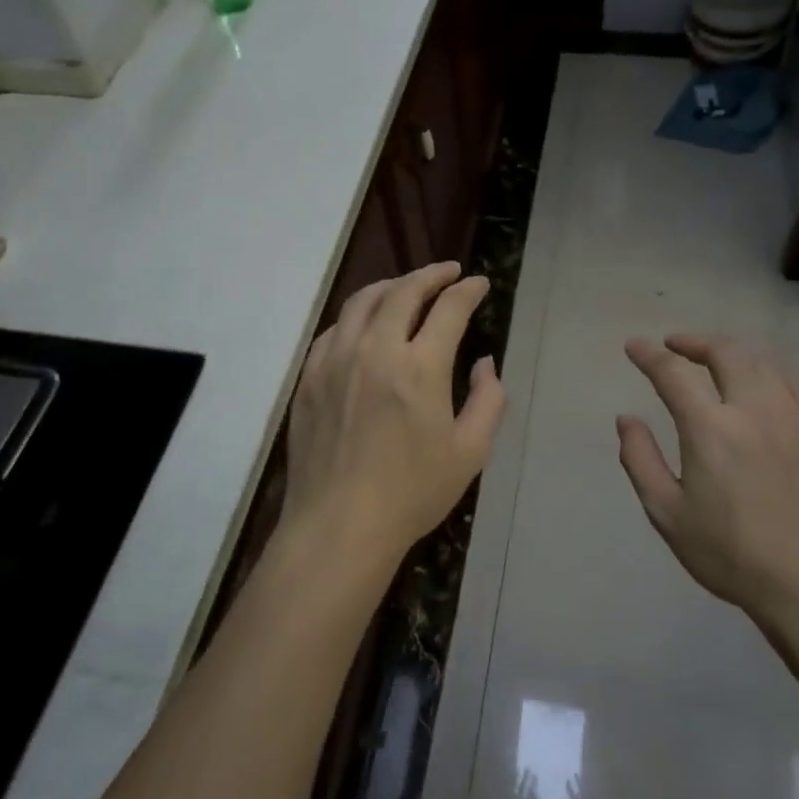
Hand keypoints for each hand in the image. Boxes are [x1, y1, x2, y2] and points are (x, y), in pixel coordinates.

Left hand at [283, 262, 506, 574]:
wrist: (339, 525)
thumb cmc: (412, 493)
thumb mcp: (470, 452)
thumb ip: (488, 400)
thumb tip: (485, 363)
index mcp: (420, 367)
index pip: (449, 308)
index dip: (468, 290)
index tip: (480, 284)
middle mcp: (376, 350)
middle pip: (404, 291)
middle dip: (431, 275)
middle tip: (448, 273)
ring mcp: (336, 360)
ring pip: (363, 301)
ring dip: (392, 285)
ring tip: (408, 287)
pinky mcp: (309, 376)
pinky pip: (334, 328)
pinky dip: (357, 315)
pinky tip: (366, 323)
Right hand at [616, 334, 798, 619]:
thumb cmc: (729, 554)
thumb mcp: (667, 513)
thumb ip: (640, 459)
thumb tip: (626, 419)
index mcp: (711, 429)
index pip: (673, 374)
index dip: (648, 355)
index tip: (633, 347)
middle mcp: (752, 411)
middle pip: (725, 353)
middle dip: (694, 341)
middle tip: (673, 345)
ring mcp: (791, 420)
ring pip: (761, 364)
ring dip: (730, 353)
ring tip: (712, 360)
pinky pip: (791, 385)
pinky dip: (766, 372)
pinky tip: (759, 383)